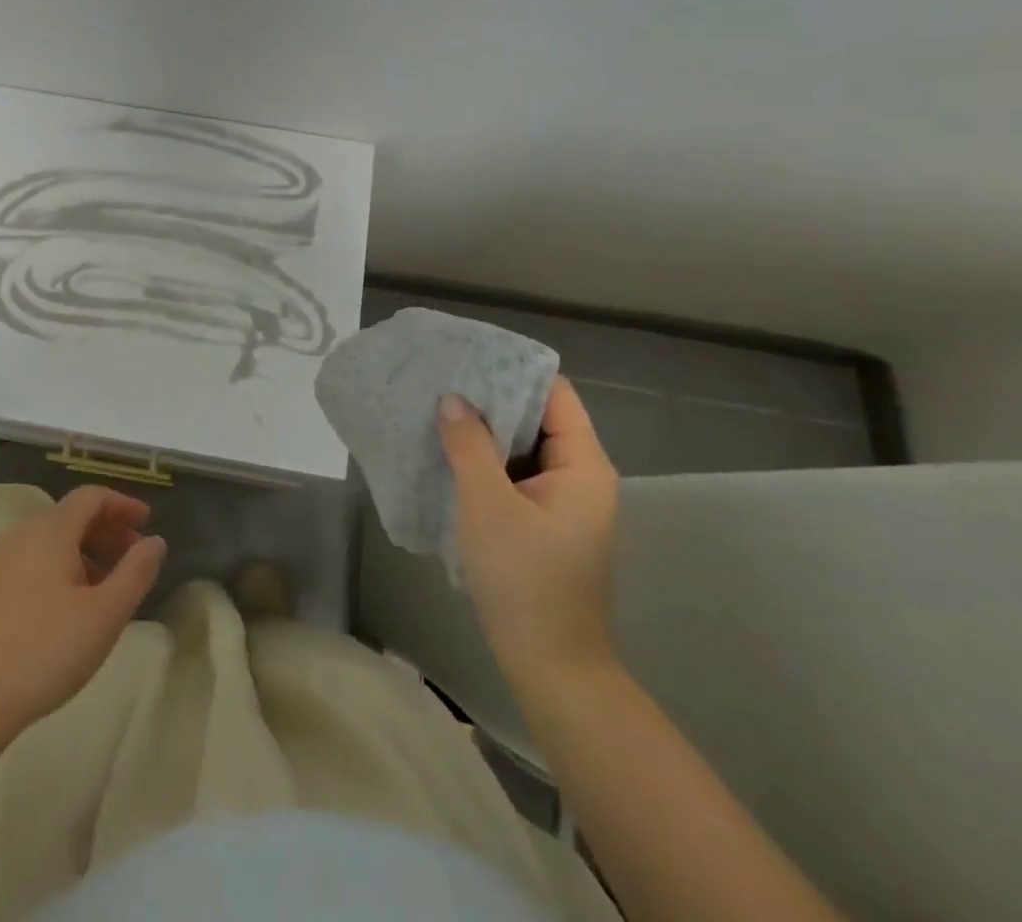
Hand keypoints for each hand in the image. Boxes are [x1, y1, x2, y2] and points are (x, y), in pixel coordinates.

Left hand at [0, 487, 166, 738]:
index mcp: (50, 530)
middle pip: (72, 516)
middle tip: (135, 558)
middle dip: (108, 530)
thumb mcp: (105, 614)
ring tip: (109, 588)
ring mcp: (0, 561)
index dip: (123, 505)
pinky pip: (35, 560)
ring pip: (53, 540)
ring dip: (87, 552)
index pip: (92, 497)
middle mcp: (23, 533)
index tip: (149, 524)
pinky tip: (73, 607)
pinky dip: (63, 567)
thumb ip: (136, 572)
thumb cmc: (44, 650)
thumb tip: (156, 541)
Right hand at [438, 380, 619, 693]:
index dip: (514, 371)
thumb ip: (469, 445)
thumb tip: (452, 399)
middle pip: (538, 417)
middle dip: (491, 398)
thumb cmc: (523, 580)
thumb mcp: (487, 505)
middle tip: (442, 379)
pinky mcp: (544, 522)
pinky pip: (515, 474)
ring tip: (438, 408)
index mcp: (583, 465)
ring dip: (485, 430)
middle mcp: (580, 476)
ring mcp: (563, 502)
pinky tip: (449, 453)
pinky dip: (486, 460)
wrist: (550, 666)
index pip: (555, 394)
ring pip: (523, 447)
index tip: (468, 356)